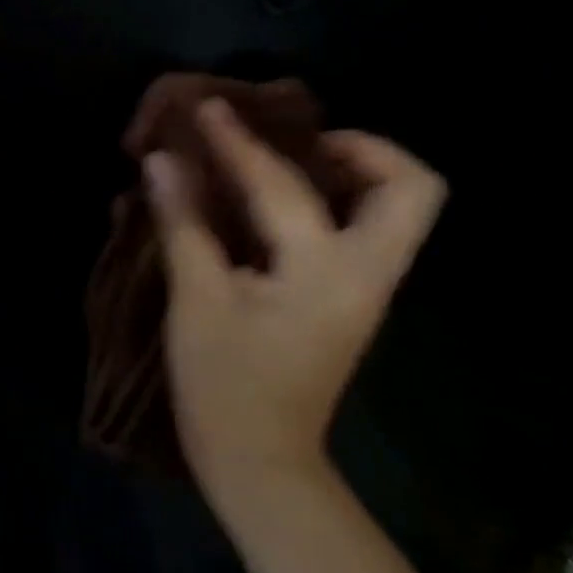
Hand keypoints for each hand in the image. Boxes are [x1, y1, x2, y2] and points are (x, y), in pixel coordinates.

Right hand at [146, 100, 444, 538]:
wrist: (262, 463)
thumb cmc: (224, 385)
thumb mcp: (196, 300)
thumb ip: (184, 223)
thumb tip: (162, 161)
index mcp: (326, 271)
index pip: (282, 184)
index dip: (237, 142)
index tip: (209, 109)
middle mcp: (366, 272)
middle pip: (410, 189)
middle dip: (362, 148)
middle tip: (296, 140)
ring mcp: (366, 289)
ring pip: (396, 210)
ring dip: (351, 172)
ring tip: (288, 159)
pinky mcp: (350, 301)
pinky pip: (362, 231)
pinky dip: (330, 202)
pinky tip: (275, 203)